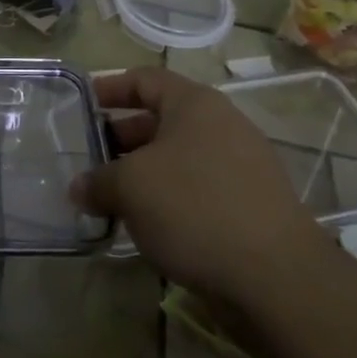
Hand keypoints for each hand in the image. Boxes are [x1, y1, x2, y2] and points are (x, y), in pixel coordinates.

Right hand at [73, 66, 326, 306]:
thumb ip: (98, 181)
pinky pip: (200, 188)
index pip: (145, 79)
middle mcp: (222, 124)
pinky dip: (171, 198)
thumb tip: (79, 187)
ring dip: (145, 172)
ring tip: (113, 196)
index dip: (111, 87)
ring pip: (180, 157)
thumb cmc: (195, 208)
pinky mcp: (252, 204)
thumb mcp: (131, 188)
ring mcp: (242, 164)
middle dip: (123, 137)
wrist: (277, 277)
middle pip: (162, 119)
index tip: (83, 103)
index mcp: (194, 103)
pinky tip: (150, 225)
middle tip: (91, 158)